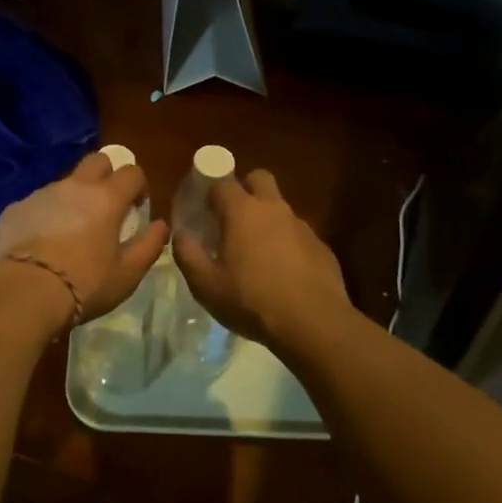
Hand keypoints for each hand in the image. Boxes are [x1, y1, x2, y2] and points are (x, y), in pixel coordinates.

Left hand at [0, 153, 169, 325]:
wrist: (23, 292)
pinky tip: (41, 244)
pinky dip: (45, 215)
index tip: (136, 208)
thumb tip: (160, 225)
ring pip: (65, 182)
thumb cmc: (84, 284)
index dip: (138, 186)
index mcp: (107, 198)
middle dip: (106, 176)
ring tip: (70, 232)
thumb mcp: (127, 274)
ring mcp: (42, 193)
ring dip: (74, 198)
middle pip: (97, 160)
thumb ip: (149, 245)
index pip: (132, 172)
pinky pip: (37, 203)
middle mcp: (75, 186)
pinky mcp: (16, 208)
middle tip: (106, 207)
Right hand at [173, 169, 349, 351]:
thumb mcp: (206, 285)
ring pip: (280, 208)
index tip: (204, 211)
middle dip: (245, 189)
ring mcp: (301, 226)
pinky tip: (284, 274)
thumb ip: (187, 254)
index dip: (210, 192)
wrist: (314, 324)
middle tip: (233, 218)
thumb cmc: (252, 301)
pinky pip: (298, 234)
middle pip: (259, 178)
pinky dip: (288, 244)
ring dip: (267, 220)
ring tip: (258, 254)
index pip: (222, 183)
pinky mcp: (321, 246)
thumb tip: (180, 234)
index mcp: (242, 211)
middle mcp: (273, 209)